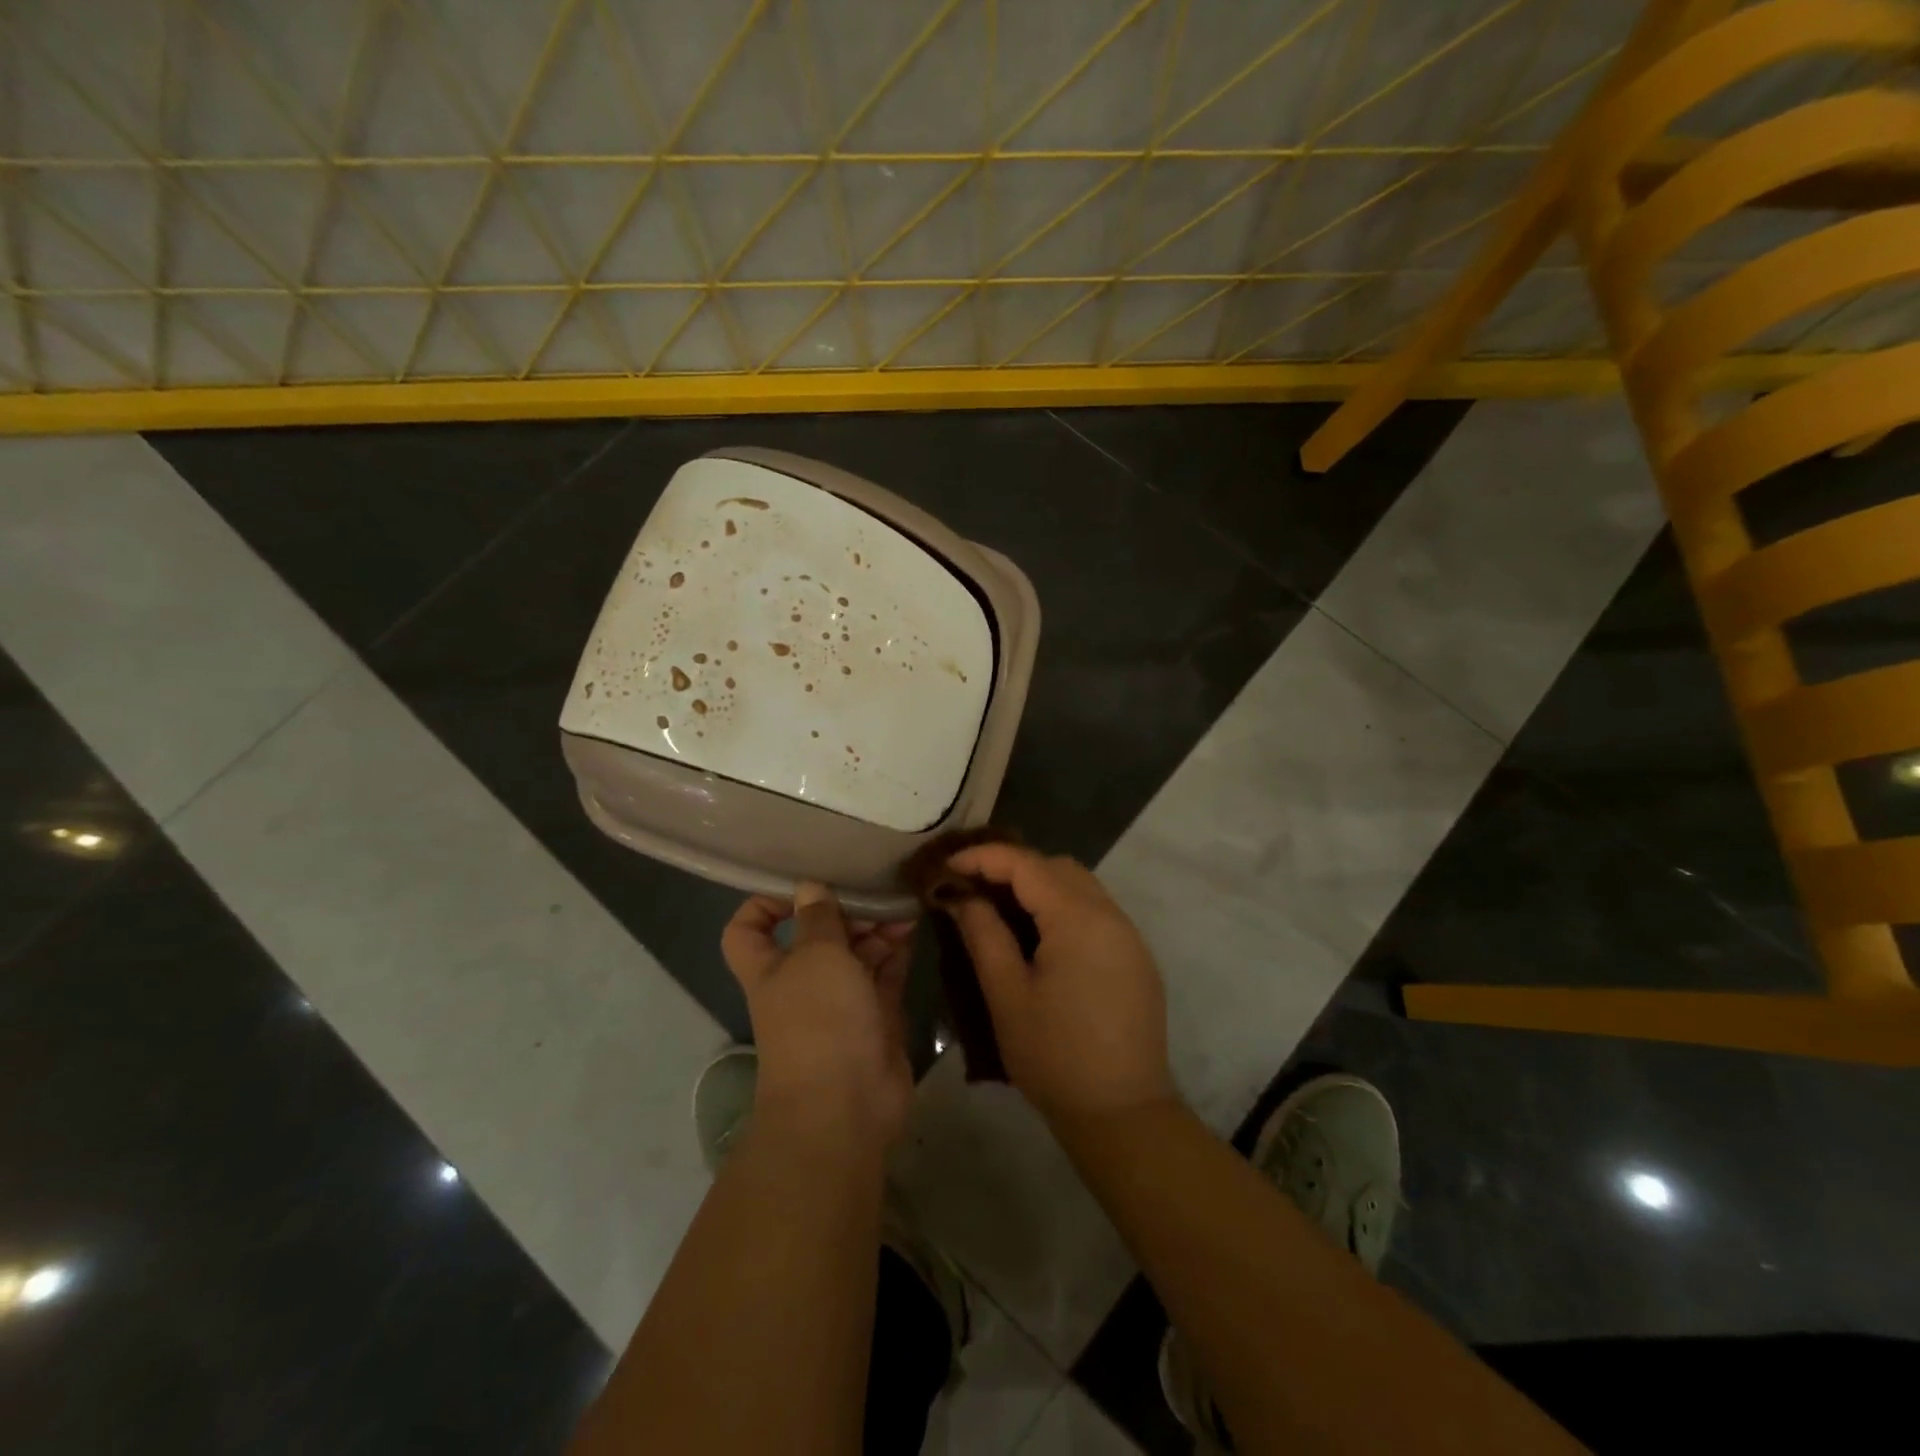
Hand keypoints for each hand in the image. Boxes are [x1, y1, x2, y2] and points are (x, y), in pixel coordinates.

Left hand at [721, 884, 916, 1149]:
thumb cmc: (819, 1021)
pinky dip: (897, 948)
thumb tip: (809, 886)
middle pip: (817, 934)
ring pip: (856, 951)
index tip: (801, 886)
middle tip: (873, 888)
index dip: (765, 904)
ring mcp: (842, 1000)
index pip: (749, 929)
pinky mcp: (876, 1016)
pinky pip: (885, 972)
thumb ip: (818, 918)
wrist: (846, 1107)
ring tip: (902, 902)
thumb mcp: (816, 956)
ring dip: (875, 926)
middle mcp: (803, 981)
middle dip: (843, 910)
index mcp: (771, 968)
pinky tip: (913, 922)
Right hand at [944, 844, 1171, 1121]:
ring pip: (1080, 885)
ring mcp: (1129, 935)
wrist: (1123, 1113)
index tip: (947, 865)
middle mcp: (1110, 915)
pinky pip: (1096, 911)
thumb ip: (983, 934)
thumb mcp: (1006, 995)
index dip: (983, 857)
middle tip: (972, 887)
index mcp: (1078, 919)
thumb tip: (962, 896)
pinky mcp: (1136, 957)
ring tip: (1000, 908)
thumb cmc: (1054, 1056)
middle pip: (1056, 867)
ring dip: (1039, 885)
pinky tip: (1039, 936)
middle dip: (1012, 867)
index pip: (1026, 864)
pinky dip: (1063, 907)